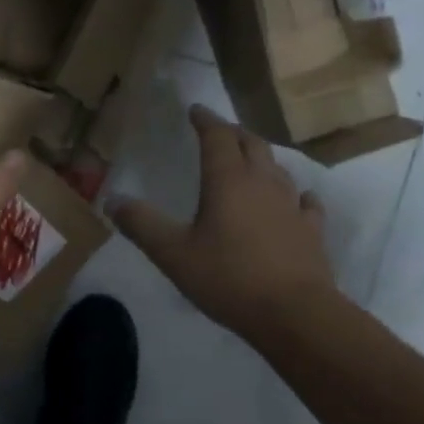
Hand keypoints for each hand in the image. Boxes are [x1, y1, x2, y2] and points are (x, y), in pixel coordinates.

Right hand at [110, 105, 344, 343]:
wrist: (293, 313)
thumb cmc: (228, 278)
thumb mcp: (172, 253)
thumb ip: (141, 224)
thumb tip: (112, 200)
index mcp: (228, 180)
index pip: (217, 137)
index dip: (205, 120)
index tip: (195, 110)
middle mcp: (263, 182)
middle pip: (250, 144)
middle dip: (233, 133)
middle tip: (219, 132)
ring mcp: (291, 205)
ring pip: (277, 168)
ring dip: (261, 158)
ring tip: (249, 161)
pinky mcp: (311, 230)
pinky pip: (304, 201)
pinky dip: (294, 194)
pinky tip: (295, 200)